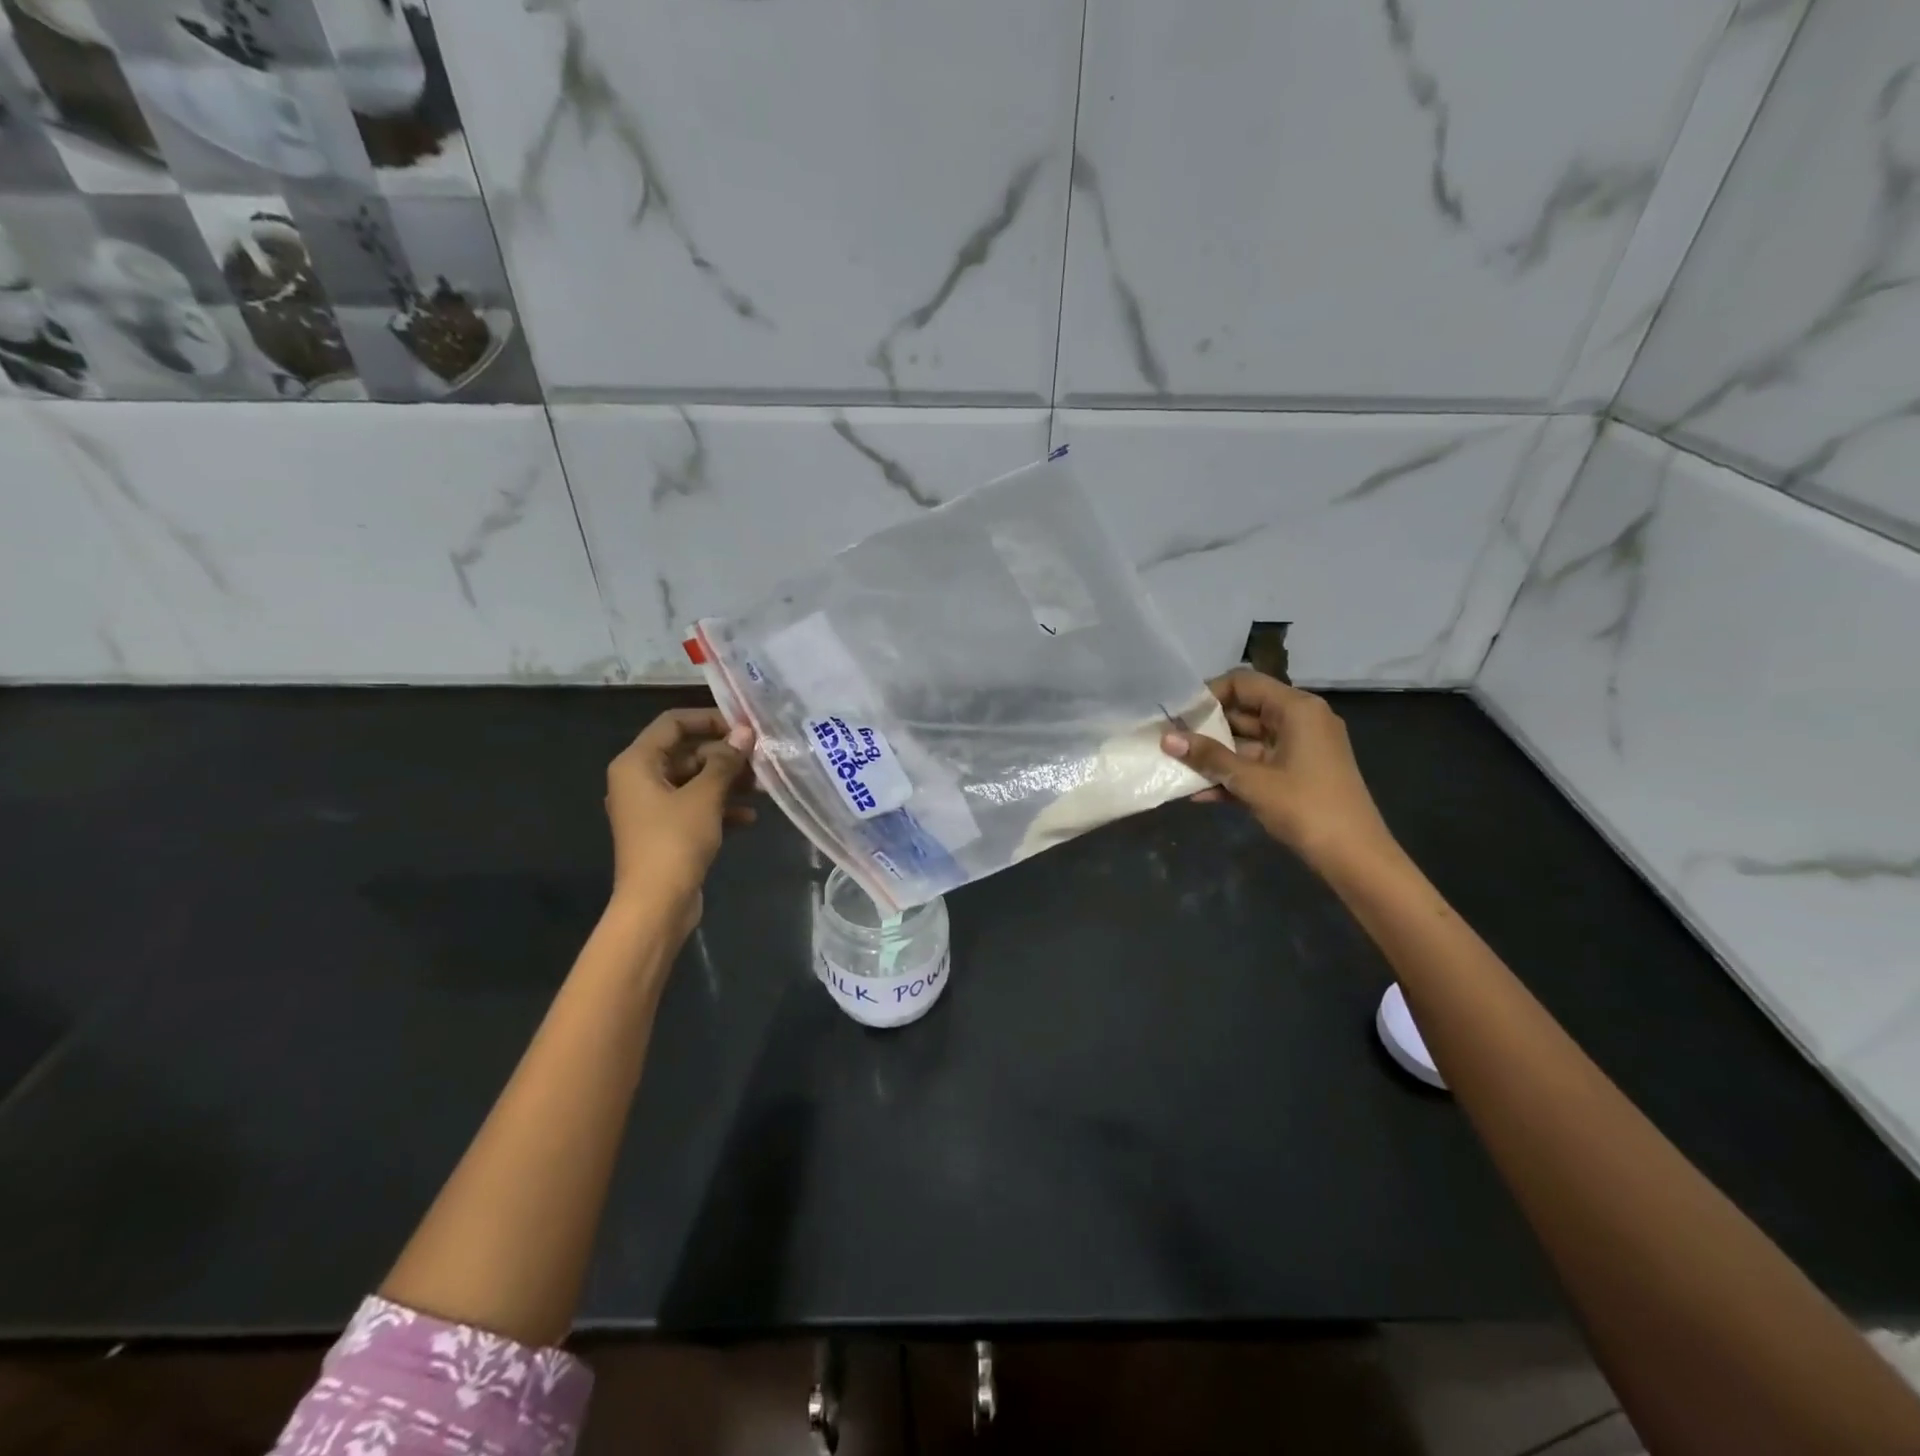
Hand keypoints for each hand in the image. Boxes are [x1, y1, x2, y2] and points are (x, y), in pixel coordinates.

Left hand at [605, 708, 754, 932]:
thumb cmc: (674, 841)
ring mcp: (652, 808)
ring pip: (695, 782)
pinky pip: (696, 808)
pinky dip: (721, 808)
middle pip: (687, 753)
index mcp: (637, 763)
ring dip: (728, 783)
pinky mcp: (666, 831)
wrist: (656, 905)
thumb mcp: (705, 797)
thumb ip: (725, 761)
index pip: (673, 723)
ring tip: (762, 789)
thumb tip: (744, 733)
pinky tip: (750, 818)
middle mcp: (640, 780)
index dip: (709, 719)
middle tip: (761, 761)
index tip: (744, 728)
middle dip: (725, 757)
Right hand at [1161, 669, 1396, 871]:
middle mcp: (1301, 720)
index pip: (1244, 683)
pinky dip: (1234, 775)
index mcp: (1297, 709)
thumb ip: (1209, 757)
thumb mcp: (1251, 781)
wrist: (1355, 857)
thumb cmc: (1305, 808)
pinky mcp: (1298, 774)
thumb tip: (1167, 739)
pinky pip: (1259, 764)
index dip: (1208, 695)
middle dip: (1207, 729)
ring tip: (1178, 768)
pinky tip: (1201, 794)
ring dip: (1216, 756)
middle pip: (1244, 711)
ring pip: (1248, 742)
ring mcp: (1301, 748)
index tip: (1178, 716)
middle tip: (1171, 742)